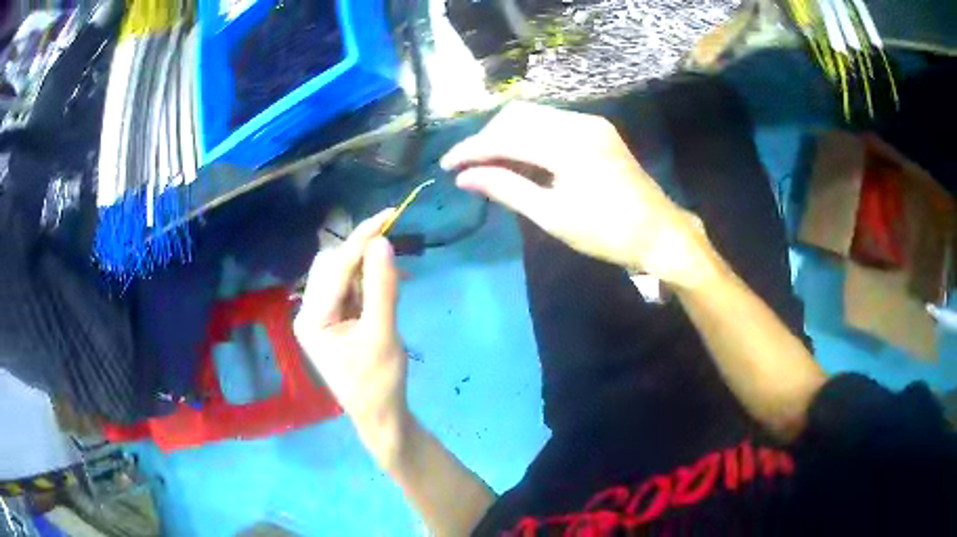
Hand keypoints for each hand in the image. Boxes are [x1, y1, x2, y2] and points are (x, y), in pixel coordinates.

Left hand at [293, 210, 410, 461]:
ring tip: (394, 275)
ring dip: (366, 268)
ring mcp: (320, 317)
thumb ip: (382, 287)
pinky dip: (367, 282)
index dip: (362, 238)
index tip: (389, 214)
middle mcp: (309, 312)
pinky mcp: (333, 321)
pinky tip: (385, 286)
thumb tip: (383, 242)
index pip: (336, 268)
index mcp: (312, 318)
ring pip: (341, 275)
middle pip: (332, 266)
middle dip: (362, 253)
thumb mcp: (383, 333)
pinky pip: (348, 289)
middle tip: (394, 249)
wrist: (381, 415)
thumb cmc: (380, 381)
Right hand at [441, 102, 710, 286]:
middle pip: (516, 116)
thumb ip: (506, 189)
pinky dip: (528, 136)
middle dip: (487, 138)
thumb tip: (465, 178)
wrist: (660, 233)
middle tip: (468, 166)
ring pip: (533, 115)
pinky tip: (520, 157)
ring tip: (489, 163)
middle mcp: (578, 122)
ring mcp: (590, 123)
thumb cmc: (607, 233)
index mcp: (568, 144)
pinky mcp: (597, 129)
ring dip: (506, 134)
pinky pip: (552, 122)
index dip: (471, 150)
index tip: (447, 166)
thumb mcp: (553, 216)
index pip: (505, 137)